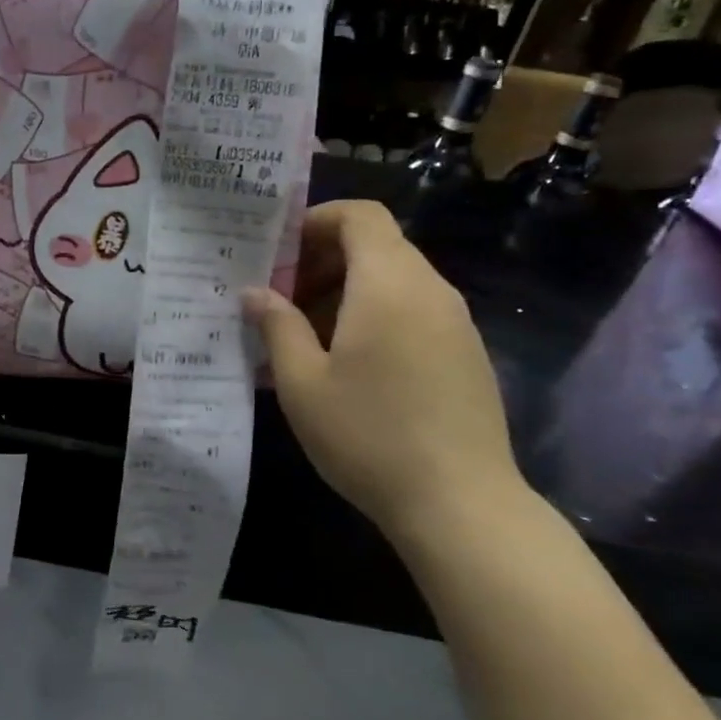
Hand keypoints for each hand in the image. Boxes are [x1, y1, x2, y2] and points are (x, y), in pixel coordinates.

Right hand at [243, 201, 520, 533]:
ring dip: (345, 292)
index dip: (316, 220)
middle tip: (280, 300)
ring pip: (393, 280)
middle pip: (376, 245)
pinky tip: (346, 366)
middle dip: (322, 261)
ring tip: (304, 337)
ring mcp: (454, 323)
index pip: (360, 215)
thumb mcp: (302, 382)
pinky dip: (374, 316)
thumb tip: (255, 292)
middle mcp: (430, 290)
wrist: (461, 504)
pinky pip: (413, 311)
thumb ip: (276, 326)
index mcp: (389, 284)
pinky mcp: (465, 354)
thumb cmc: (368, 434)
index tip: (278, 252)